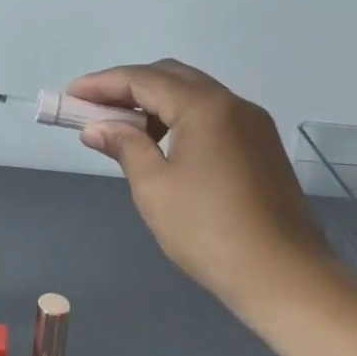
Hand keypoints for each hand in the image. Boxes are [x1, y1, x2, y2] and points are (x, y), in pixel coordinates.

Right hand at [68, 60, 331, 316]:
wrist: (286, 279)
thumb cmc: (210, 231)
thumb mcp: (154, 188)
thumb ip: (124, 146)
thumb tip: (96, 127)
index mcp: (205, 107)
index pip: (143, 80)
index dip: (102, 84)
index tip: (70, 94)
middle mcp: (232, 104)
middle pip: (170, 77)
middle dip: (127, 86)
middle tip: (92, 107)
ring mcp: (252, 124)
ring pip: (193, 94)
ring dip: (153, 101)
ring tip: (121, 127)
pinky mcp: (260, 146)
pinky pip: (211, 114)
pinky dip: (178, 117)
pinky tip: (159, 142)